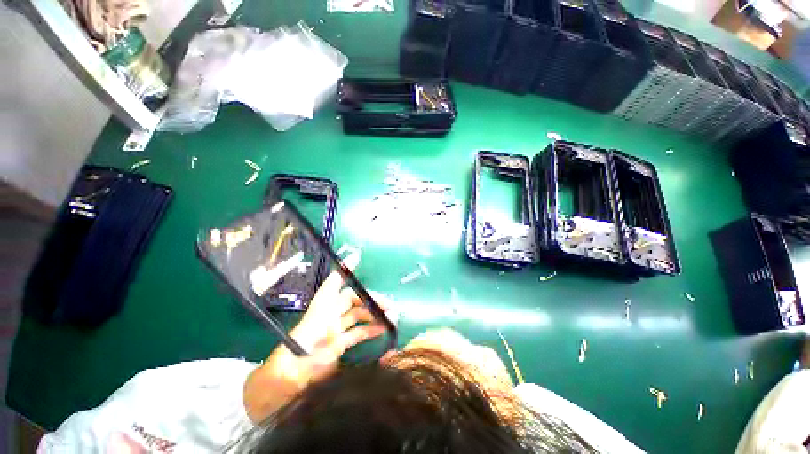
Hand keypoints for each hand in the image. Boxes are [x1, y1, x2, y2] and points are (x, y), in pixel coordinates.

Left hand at [243, 252, 392, 422]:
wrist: (285, 386)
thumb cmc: (293, 359)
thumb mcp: (308, 333)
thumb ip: (326, 311)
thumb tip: (334, 295)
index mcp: (321, 308)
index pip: (334, 283)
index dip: (344, 270)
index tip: (356, 257)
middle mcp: (329, 314)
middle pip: (353, 299)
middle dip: (371, 298)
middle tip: (388, 304)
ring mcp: (335, 329)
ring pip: (358, 315)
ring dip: (374, 314)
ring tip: (391, 317)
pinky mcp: (339, 344)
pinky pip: (358, 332)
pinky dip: (371, 329)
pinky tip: (383, 329)